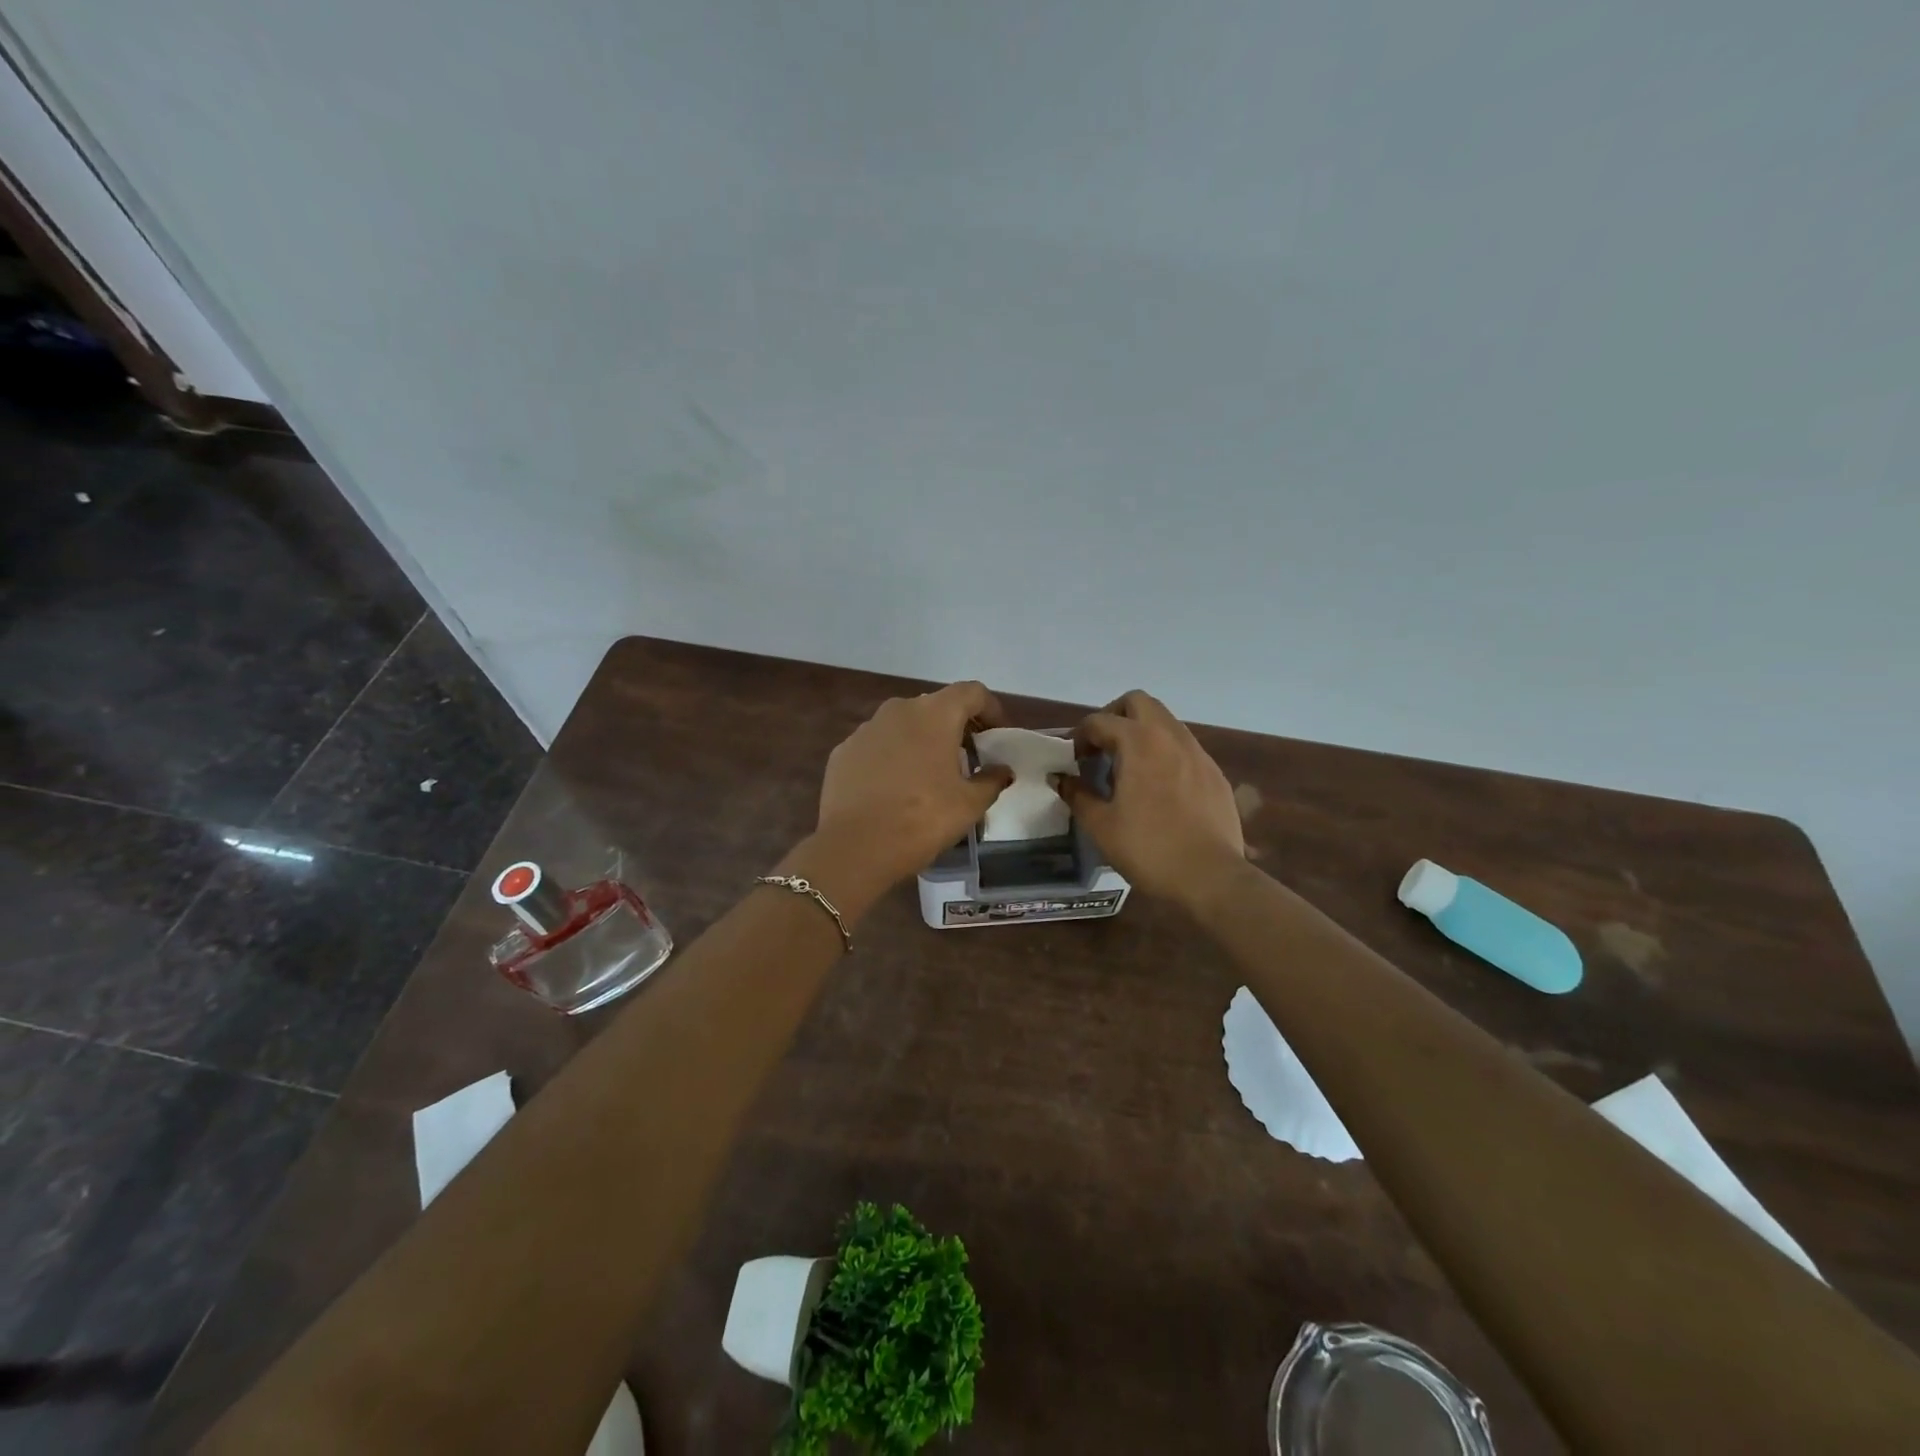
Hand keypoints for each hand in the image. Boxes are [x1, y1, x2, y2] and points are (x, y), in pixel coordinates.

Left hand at [813, 681, 1014, 888]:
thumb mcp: (969, 805)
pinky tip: (895, 789)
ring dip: (922, 741)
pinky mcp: (843, 751)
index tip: (996, 736)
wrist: (854, 847)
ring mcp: (866, 729)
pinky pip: (877, 746)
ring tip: (930, 776)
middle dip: (956, 727)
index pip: (972, 692)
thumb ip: (991, 780)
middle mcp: (898, 710)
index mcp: (934, 714)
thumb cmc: (921, 819)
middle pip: (936, 706)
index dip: (990, 709)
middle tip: (968, 760)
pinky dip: (892, 758)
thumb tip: (1001, 770)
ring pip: (904, 725)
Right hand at [1056, 690, 1245, 909]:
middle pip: (1138, 702)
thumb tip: (1060, 779)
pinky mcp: (1215, 773)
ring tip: (1129, 769)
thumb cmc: (1148, 848)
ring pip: (1165, 722)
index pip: (1100, 721)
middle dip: (1114, 716)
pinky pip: (1184, 748)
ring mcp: (1198, 753)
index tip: (1073, 761)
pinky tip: (1159, 789)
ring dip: (1142, 733)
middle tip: (1102, 748)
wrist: (1210, 877)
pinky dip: (1165, 754)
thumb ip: (1076, 794)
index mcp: (1139, 742)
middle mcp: (1170, 736)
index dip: (1079, 736)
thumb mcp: (1100, 825)